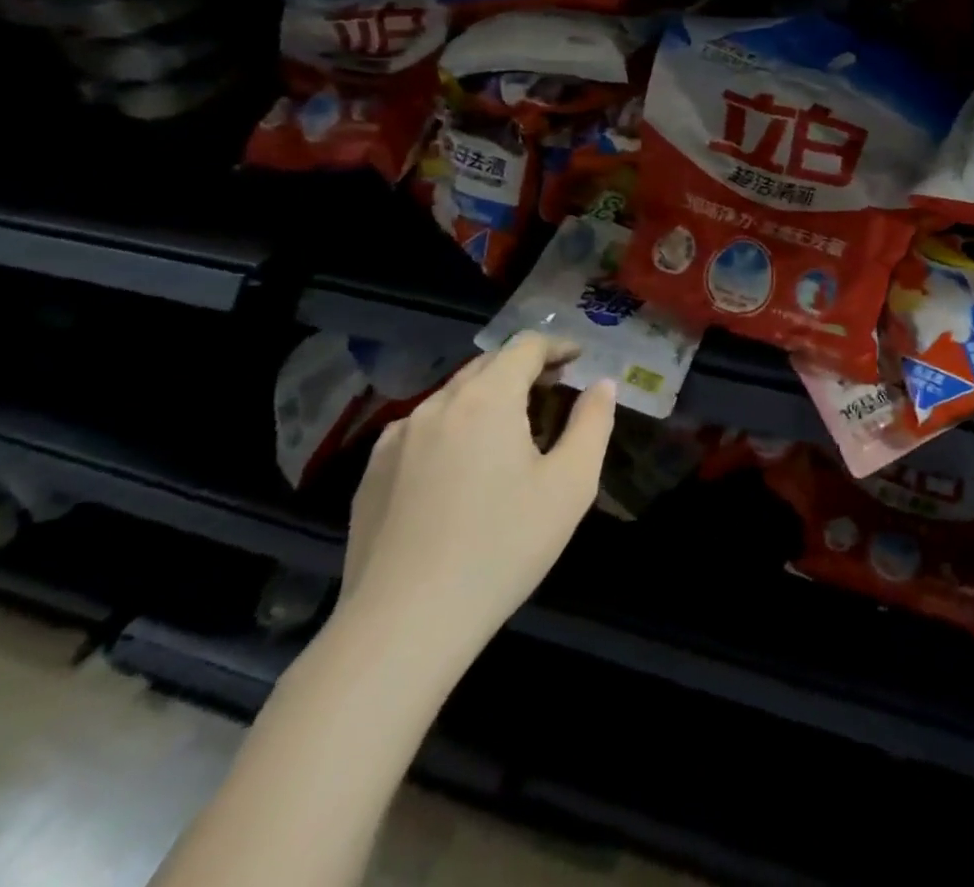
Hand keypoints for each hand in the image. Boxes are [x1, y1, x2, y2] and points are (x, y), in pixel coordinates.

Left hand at [338, 333, 616, 672]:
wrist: (401, 626)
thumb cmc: (502, 547)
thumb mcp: (570, 484)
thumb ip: (593, 423)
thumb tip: (601, 385)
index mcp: (487, 399)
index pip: (525, 347)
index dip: (556, 346)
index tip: (578, 359)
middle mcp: (437, 404)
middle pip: (487, 366)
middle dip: (523, 370)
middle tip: (553, 391)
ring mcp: (396, 439)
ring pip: (452, 398)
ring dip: (486, 399)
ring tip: (509, 432)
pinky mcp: (371, 474)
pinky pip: (421, 431)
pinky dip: (451, 429)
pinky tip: (460, 470)